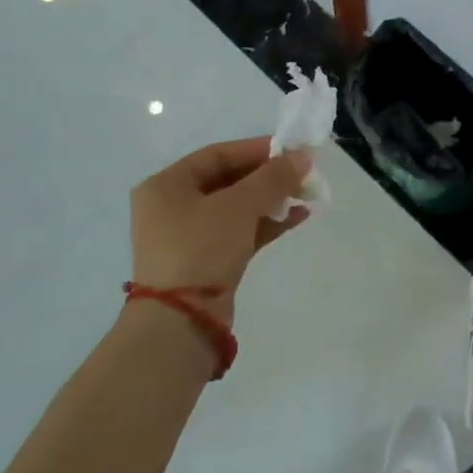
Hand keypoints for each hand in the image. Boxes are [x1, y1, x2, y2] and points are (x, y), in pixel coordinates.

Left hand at [131, 138, 312, 321]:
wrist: (181, 322)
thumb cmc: (201, 248)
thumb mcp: (239, 206)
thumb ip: (273, 178)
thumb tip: (303, 156)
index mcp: (166, 185)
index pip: (217, 155)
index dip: (257, 150)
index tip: (292, 151)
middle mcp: (172, 207)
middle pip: (228, 181)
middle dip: (268, 177)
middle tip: (303, 174)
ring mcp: (188, 237)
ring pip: (237, 208)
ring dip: (271, 200)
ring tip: (306, 195)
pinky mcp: (206, 261)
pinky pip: (239, 232)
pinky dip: (265, 223)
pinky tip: (297, 216)